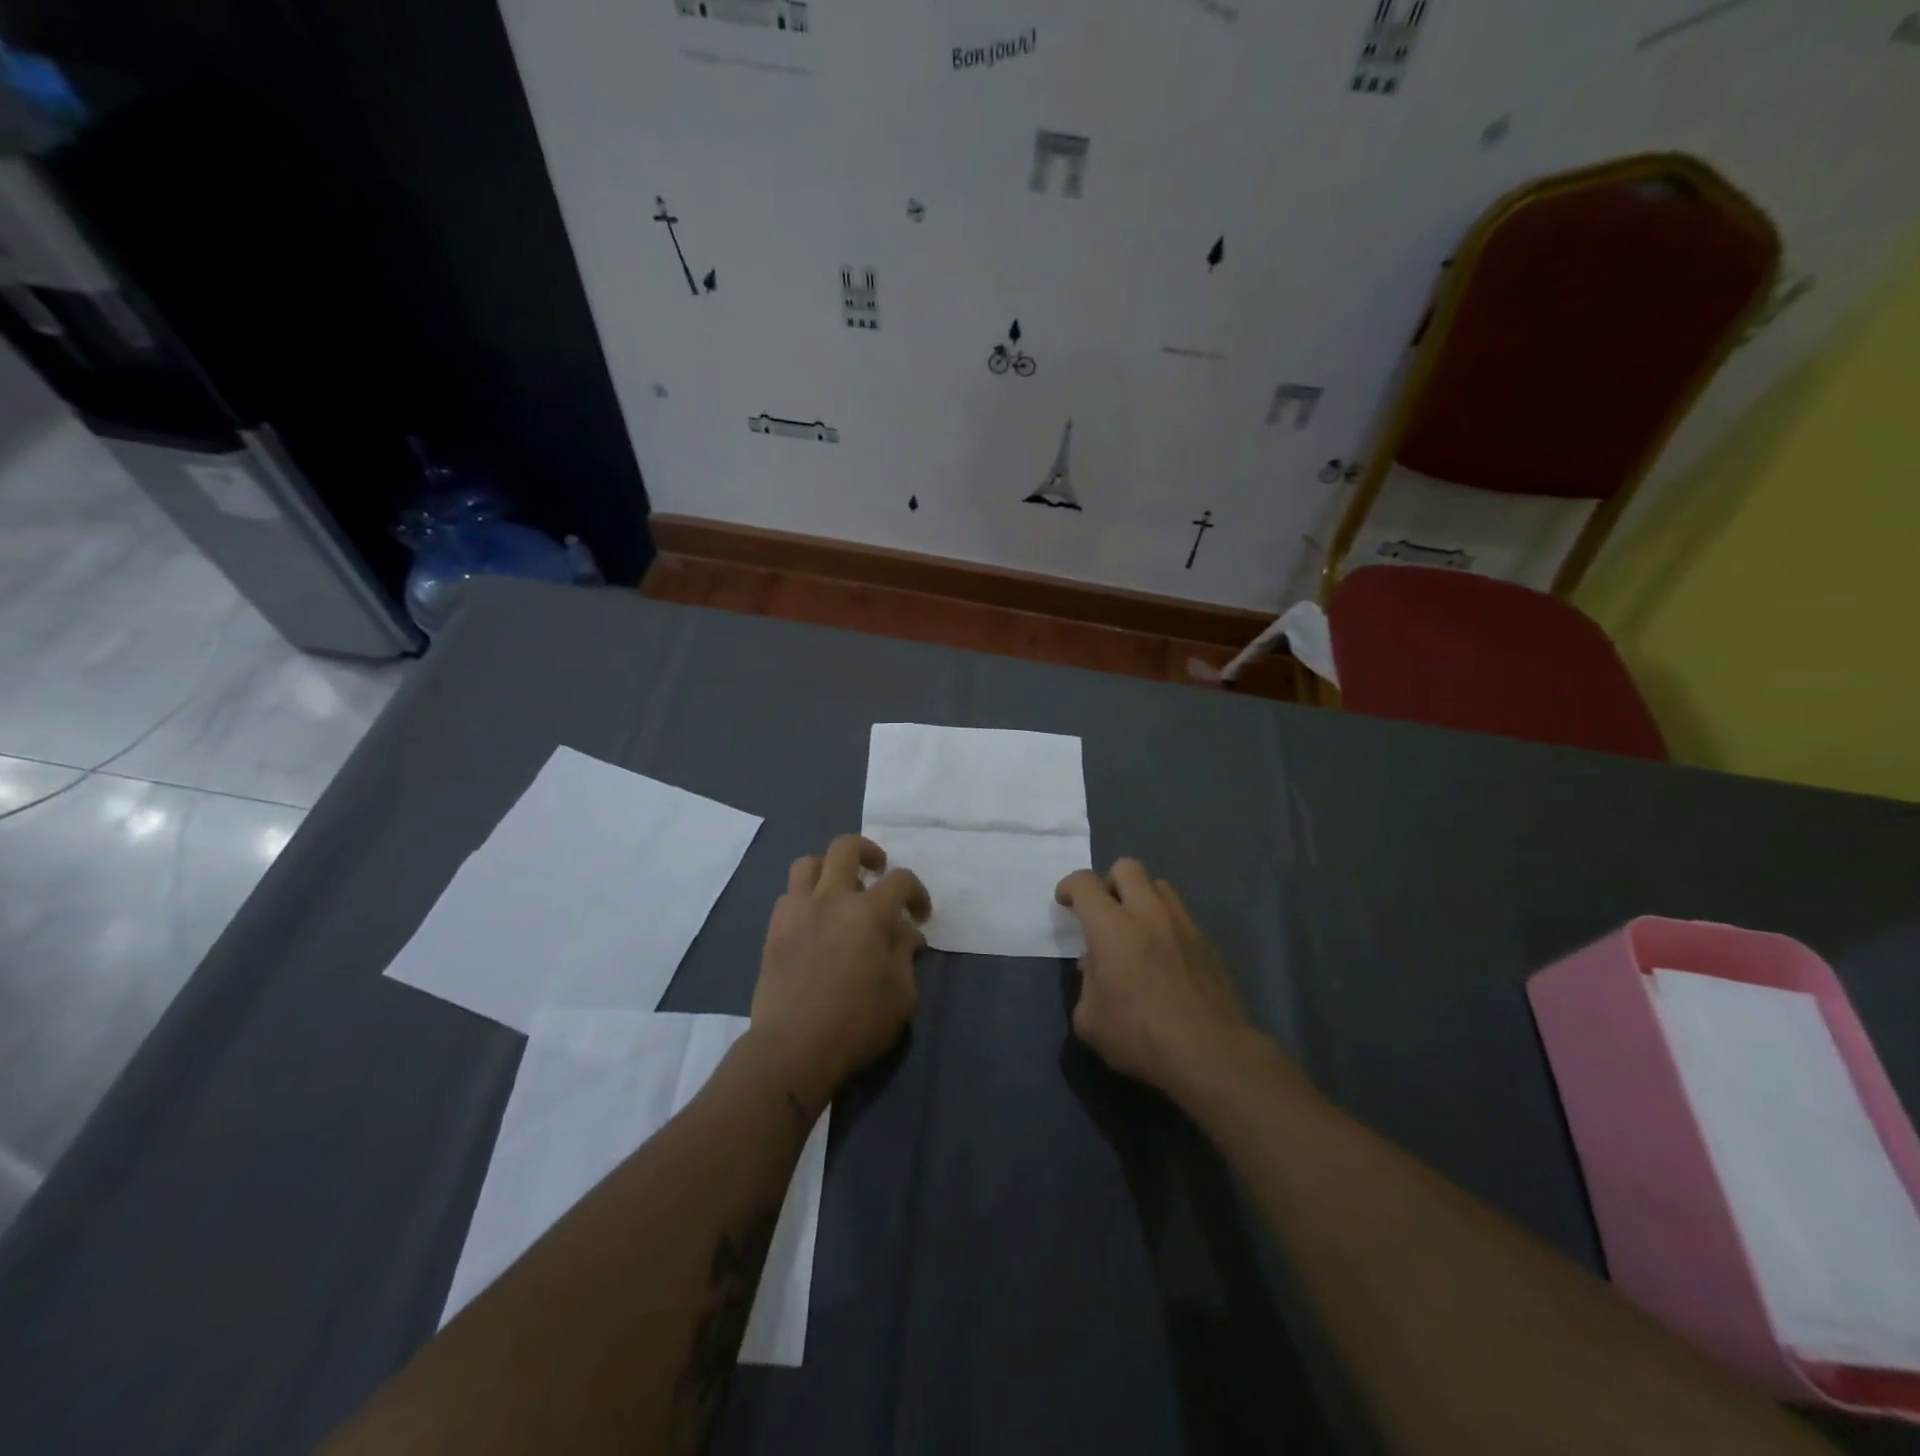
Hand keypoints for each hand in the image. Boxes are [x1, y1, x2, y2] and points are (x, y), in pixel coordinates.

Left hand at [749, 834, 930, 1113]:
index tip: (919, 916)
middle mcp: (832, 899)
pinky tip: (815, 921)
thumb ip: (906, 956)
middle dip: (868, 852)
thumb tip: (905, 934)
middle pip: (846, 847)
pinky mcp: (774, 929)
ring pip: (809, 863)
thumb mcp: (902, 996)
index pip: (900, 880)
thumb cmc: (856, 1023)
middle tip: (878, 872)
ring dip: (829, 870)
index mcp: (869, 912)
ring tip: (840, 891)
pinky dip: (805, 897)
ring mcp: (798, 910)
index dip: (917, 893)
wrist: (793, 1047)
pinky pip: (789, 895)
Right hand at [1055, 859, 1260, 1096]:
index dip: (1070, 887)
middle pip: (1127, 867)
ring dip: (1141, 898)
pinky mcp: (1208, 943)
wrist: (1211, 1054)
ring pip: (1159, 886)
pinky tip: (1163, 956)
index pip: (1085, 883)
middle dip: (1109, 883)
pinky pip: (1181, 915)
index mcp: (1112, 927)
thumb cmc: (1141, 1036)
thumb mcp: (1090, 1020)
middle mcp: (1148, 914)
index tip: (1065, 902)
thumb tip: (1097, 968)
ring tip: (1136, 930)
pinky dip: (1165, 924)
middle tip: (1103, 912)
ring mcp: (1183, 925)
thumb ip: (1086, 984)